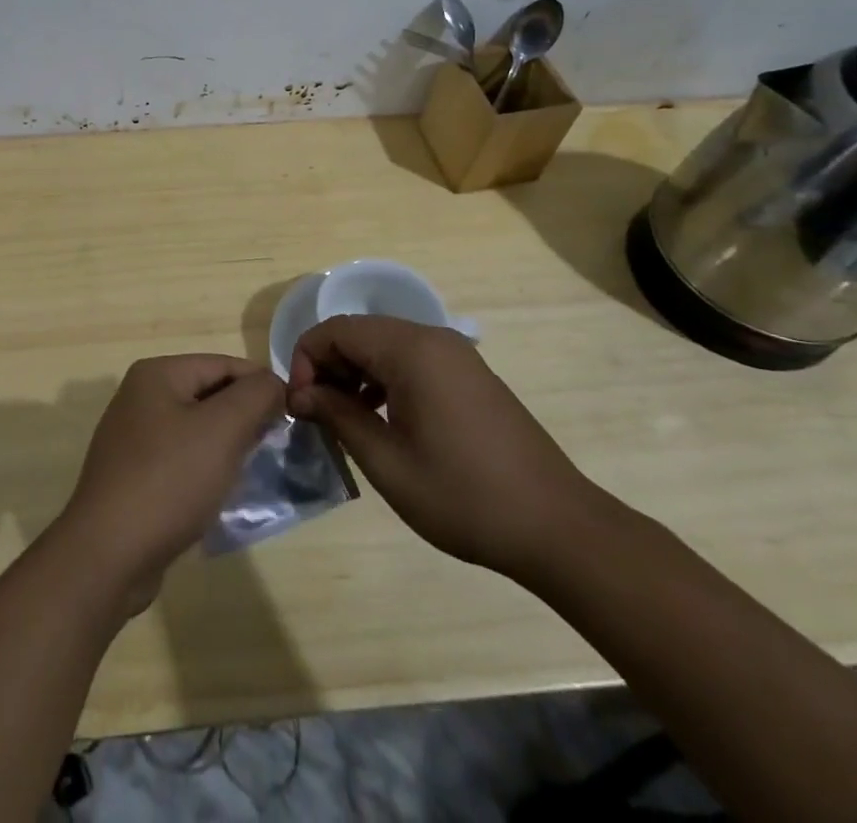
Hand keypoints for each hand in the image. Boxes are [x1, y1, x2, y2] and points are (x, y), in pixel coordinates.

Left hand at [57, 355, 286, 611]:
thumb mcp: (222, 429)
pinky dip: (205, 469)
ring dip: (227, 444)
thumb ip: (255, 396)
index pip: (223, 364)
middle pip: (208, 394)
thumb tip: (272, 384)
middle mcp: (140, 397)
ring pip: (196, 429)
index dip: (261, 385)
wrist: (109, 554)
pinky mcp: (132, 475)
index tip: (292, 414)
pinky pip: (180, 459)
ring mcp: (132, 438)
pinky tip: (221, 492)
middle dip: (244, 415)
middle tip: (277, 444)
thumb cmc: (169, 480)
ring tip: (254, 468)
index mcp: (156, 375)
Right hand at [288, 315, 608, 579]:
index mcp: (411, 350)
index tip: (299, 405)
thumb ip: (338, 417)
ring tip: (346, 421)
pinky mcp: (469, 375)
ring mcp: (455, 355)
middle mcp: (432, 339)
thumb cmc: (463, 496)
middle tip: (317, 415)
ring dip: (355, 374)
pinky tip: (383, 420)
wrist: (557, 527)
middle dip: (328, 366)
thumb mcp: (388, 462)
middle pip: (359, 333)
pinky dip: (385, 380)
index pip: (336, 330)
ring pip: (384, 346)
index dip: (305, 359)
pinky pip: (411, 360)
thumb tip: (301, 394)